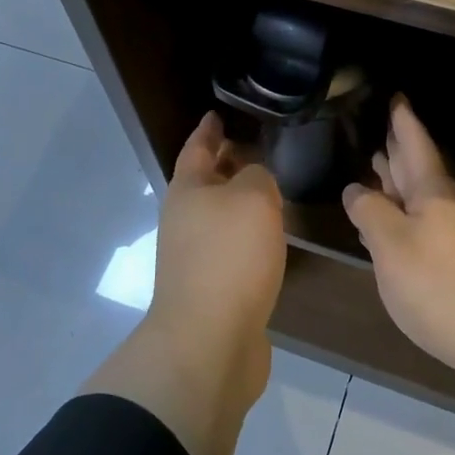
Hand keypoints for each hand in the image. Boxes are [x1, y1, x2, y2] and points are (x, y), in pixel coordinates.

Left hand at [147, 111, 286, 405]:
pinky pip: (230, 247)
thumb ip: (258, 177)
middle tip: (257, 150)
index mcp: (186, 190)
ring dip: (239, 202)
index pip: (197, 147)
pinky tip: (269, 239)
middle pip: (205, 182)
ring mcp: (193, 256)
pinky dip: (247, 235)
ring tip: (271, 191)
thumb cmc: (229, 257)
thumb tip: (254, 182)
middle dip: (227, 165)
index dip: (208, 129)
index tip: (217, 113)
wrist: (209, 341)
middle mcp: (184, 220)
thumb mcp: (254, 199)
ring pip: (219, 216)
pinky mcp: (210, 288)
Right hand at [342, 98, 454, 381]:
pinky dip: (407, 221)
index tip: (396, 96)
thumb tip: (355, 189)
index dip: (403, 121)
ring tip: (380, 170)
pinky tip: (395, 232)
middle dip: (400, 150)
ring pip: (424, 200)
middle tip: (382, 130)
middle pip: (420, 170)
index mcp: (433, 193)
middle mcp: (449, 208)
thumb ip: (370, 213)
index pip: (415, 144)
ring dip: (402, 185)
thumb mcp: (392, 246)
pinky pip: (427, 229)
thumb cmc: (441, 286)